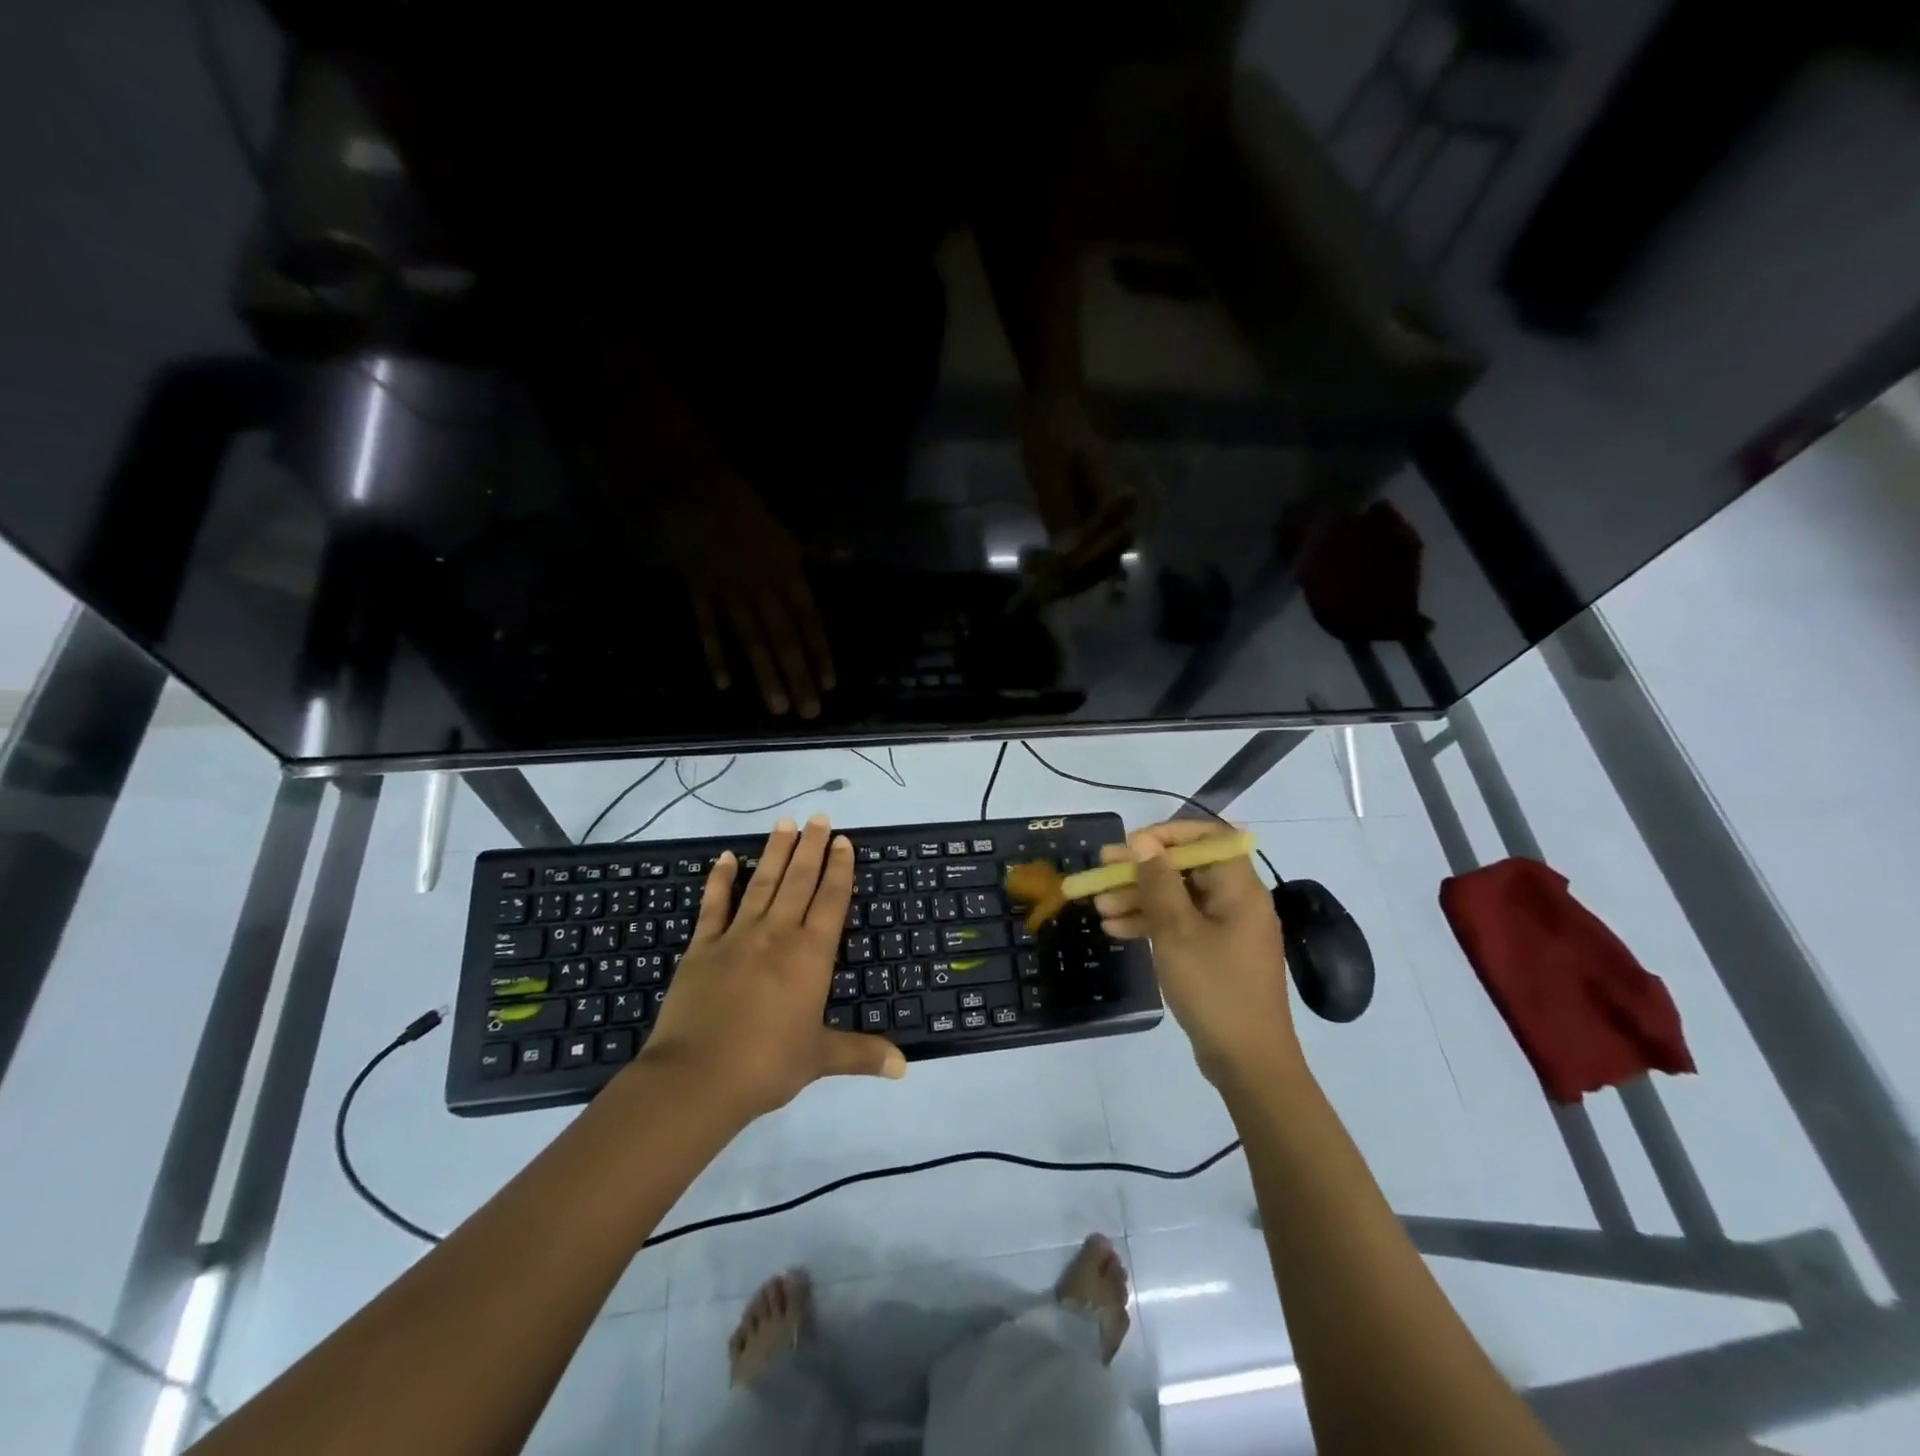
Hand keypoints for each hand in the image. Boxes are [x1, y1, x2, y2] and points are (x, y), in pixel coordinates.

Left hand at [638, 815, 904, 1123]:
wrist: (696, 1079)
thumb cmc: (766, 1066)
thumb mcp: (819, 1059)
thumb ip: (862, 1054)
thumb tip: (904, 1066)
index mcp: (810, 955)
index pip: (831, 900)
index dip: (839, 868)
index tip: (844, 840)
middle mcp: (777, 935)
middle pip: (799, 880)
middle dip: (812, 847)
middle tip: (820, 817)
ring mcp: (737, 937)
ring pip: (763, 883)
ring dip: (776, 852)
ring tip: (786, 823)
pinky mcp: (702, 947)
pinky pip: (714, 905)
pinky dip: (721, 879)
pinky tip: (728, 857)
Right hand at [661, 475, 836, 718]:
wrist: (691, 484)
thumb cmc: (744, 507)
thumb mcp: (786, 528)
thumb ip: (815, 549)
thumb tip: (847, 554)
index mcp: (787, 571)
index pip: (809, 620)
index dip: (820, 652)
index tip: (830, 684)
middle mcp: (763, 587)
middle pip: (784, 638)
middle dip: (798, 676)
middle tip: (809, 712)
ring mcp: (729, 592)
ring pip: (751, 640)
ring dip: (765, 675)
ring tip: (777, 707)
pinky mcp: (698, 592)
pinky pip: (707, 628)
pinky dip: (715, 655)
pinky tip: (724, 684)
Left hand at [1017, 389, 1140, 603]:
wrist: (1052, 410)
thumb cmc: (1052, 435)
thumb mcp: (1050, 474)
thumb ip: (1061, 513)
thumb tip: (1068, 555)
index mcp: (1117, 495)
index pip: (1111, 539)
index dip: (1086, 559)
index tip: (1060, 570)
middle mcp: (1118, 512)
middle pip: (1109, 556)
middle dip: (1079, 575)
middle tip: (1046, 585)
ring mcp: (1104, 518)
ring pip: (1097, 559)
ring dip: (1072, 575)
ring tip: (1041, 580)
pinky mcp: (1089, 521)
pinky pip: (1085, 551)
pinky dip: (1065, 565)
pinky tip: (1040, 567)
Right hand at [1094, 821, 1302, 1087]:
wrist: (1248, 1061)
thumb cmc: (1215, 987)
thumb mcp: (1177, 931)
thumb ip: (1159, 882)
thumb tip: (1144, 842)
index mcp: (1239, 888)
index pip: (1209, 838)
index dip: (1169, 834)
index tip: (1132, 844)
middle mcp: (1236, 901)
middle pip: (1186, 868)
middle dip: (1142, 869)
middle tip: (1101, 870)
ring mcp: (1226, 930)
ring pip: (1177, 898)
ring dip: (1138, 898)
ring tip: (1099, 906)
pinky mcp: (1214, 955)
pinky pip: (1180, 926)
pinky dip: (1150, 924)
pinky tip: (1115, 930)